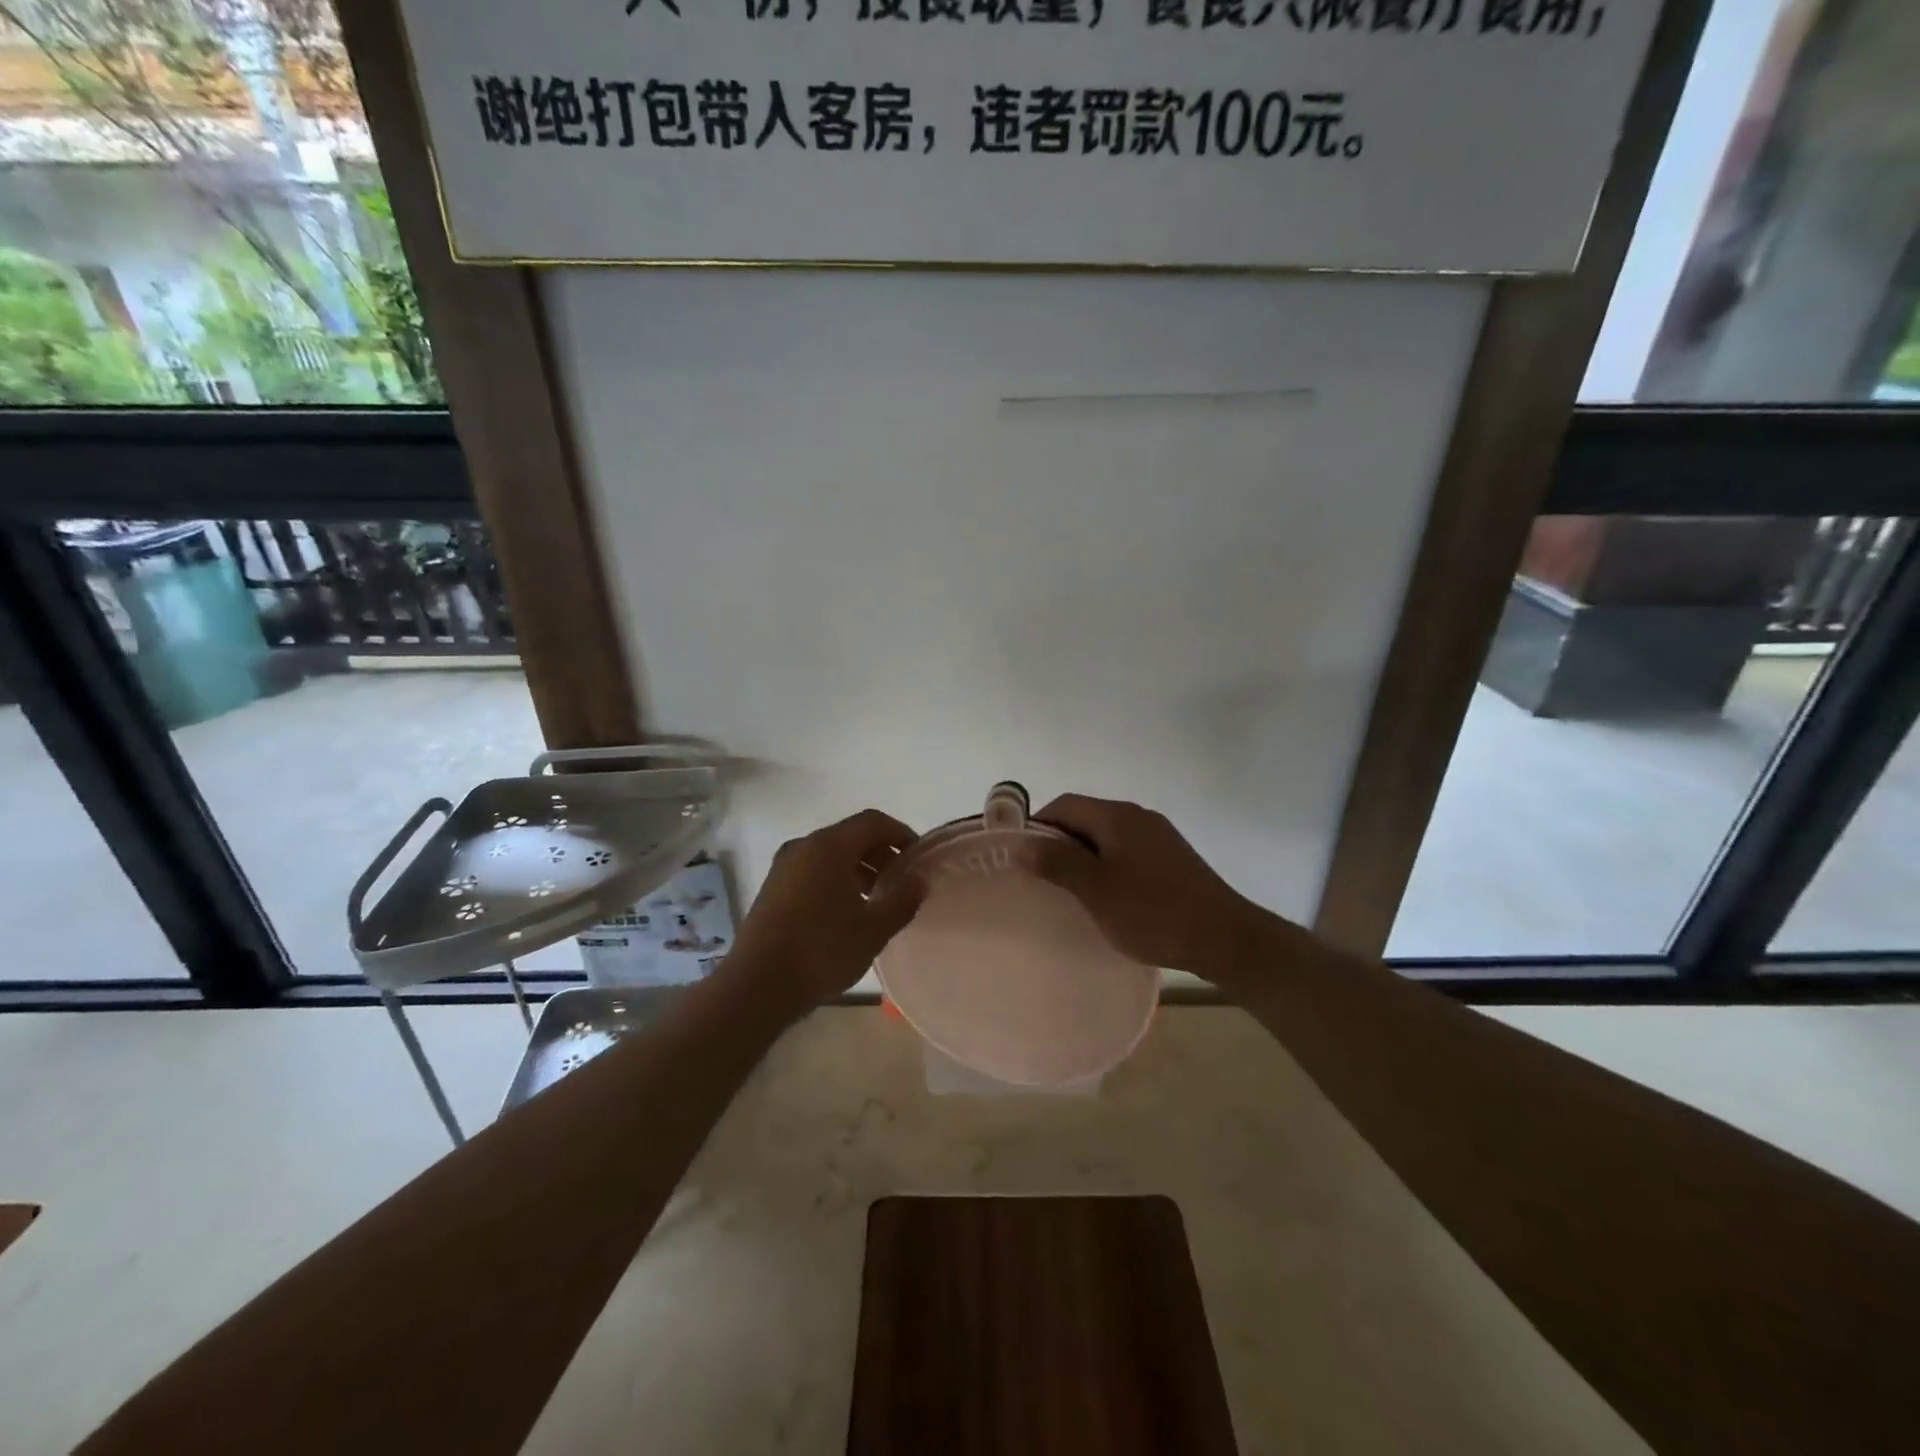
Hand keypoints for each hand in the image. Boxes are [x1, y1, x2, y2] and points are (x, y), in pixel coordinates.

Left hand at [720, 809, 922, 1018]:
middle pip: (851, 836)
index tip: (919, 857)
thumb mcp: (874, 929)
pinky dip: (837, 880)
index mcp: (828, 846)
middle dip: (881, 854)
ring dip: (859, 869)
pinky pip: (814, 871)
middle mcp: (803, 847)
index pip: (873, 822)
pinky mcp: (773, 889)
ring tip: (877, 900)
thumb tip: (918, 880)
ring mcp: (784, 867)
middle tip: (901, 882)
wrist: (757, 986)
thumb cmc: (822, 950)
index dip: (901, 833)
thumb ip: (902, 900)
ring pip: (831, 855)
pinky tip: (847, 913)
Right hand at [1032, 794, 1290, 995]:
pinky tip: (1108, 895)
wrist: (1224, 937)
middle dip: (1060, 842)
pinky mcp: (1173, 857)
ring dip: (1084, 856)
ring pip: (1107, 836)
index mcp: (1117, 815)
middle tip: (1041, 877)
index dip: (1037, 825)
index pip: (1064, 805)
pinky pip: (1127, 850)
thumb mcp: (1095, 889)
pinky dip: (1108, 865)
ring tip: (1071, 890)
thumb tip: (1021, 843)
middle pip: (1086, 817)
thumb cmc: (1152, 912)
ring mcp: (1159, 836)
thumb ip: (1057, 862)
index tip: (1021, 857)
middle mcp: (1138, 816)